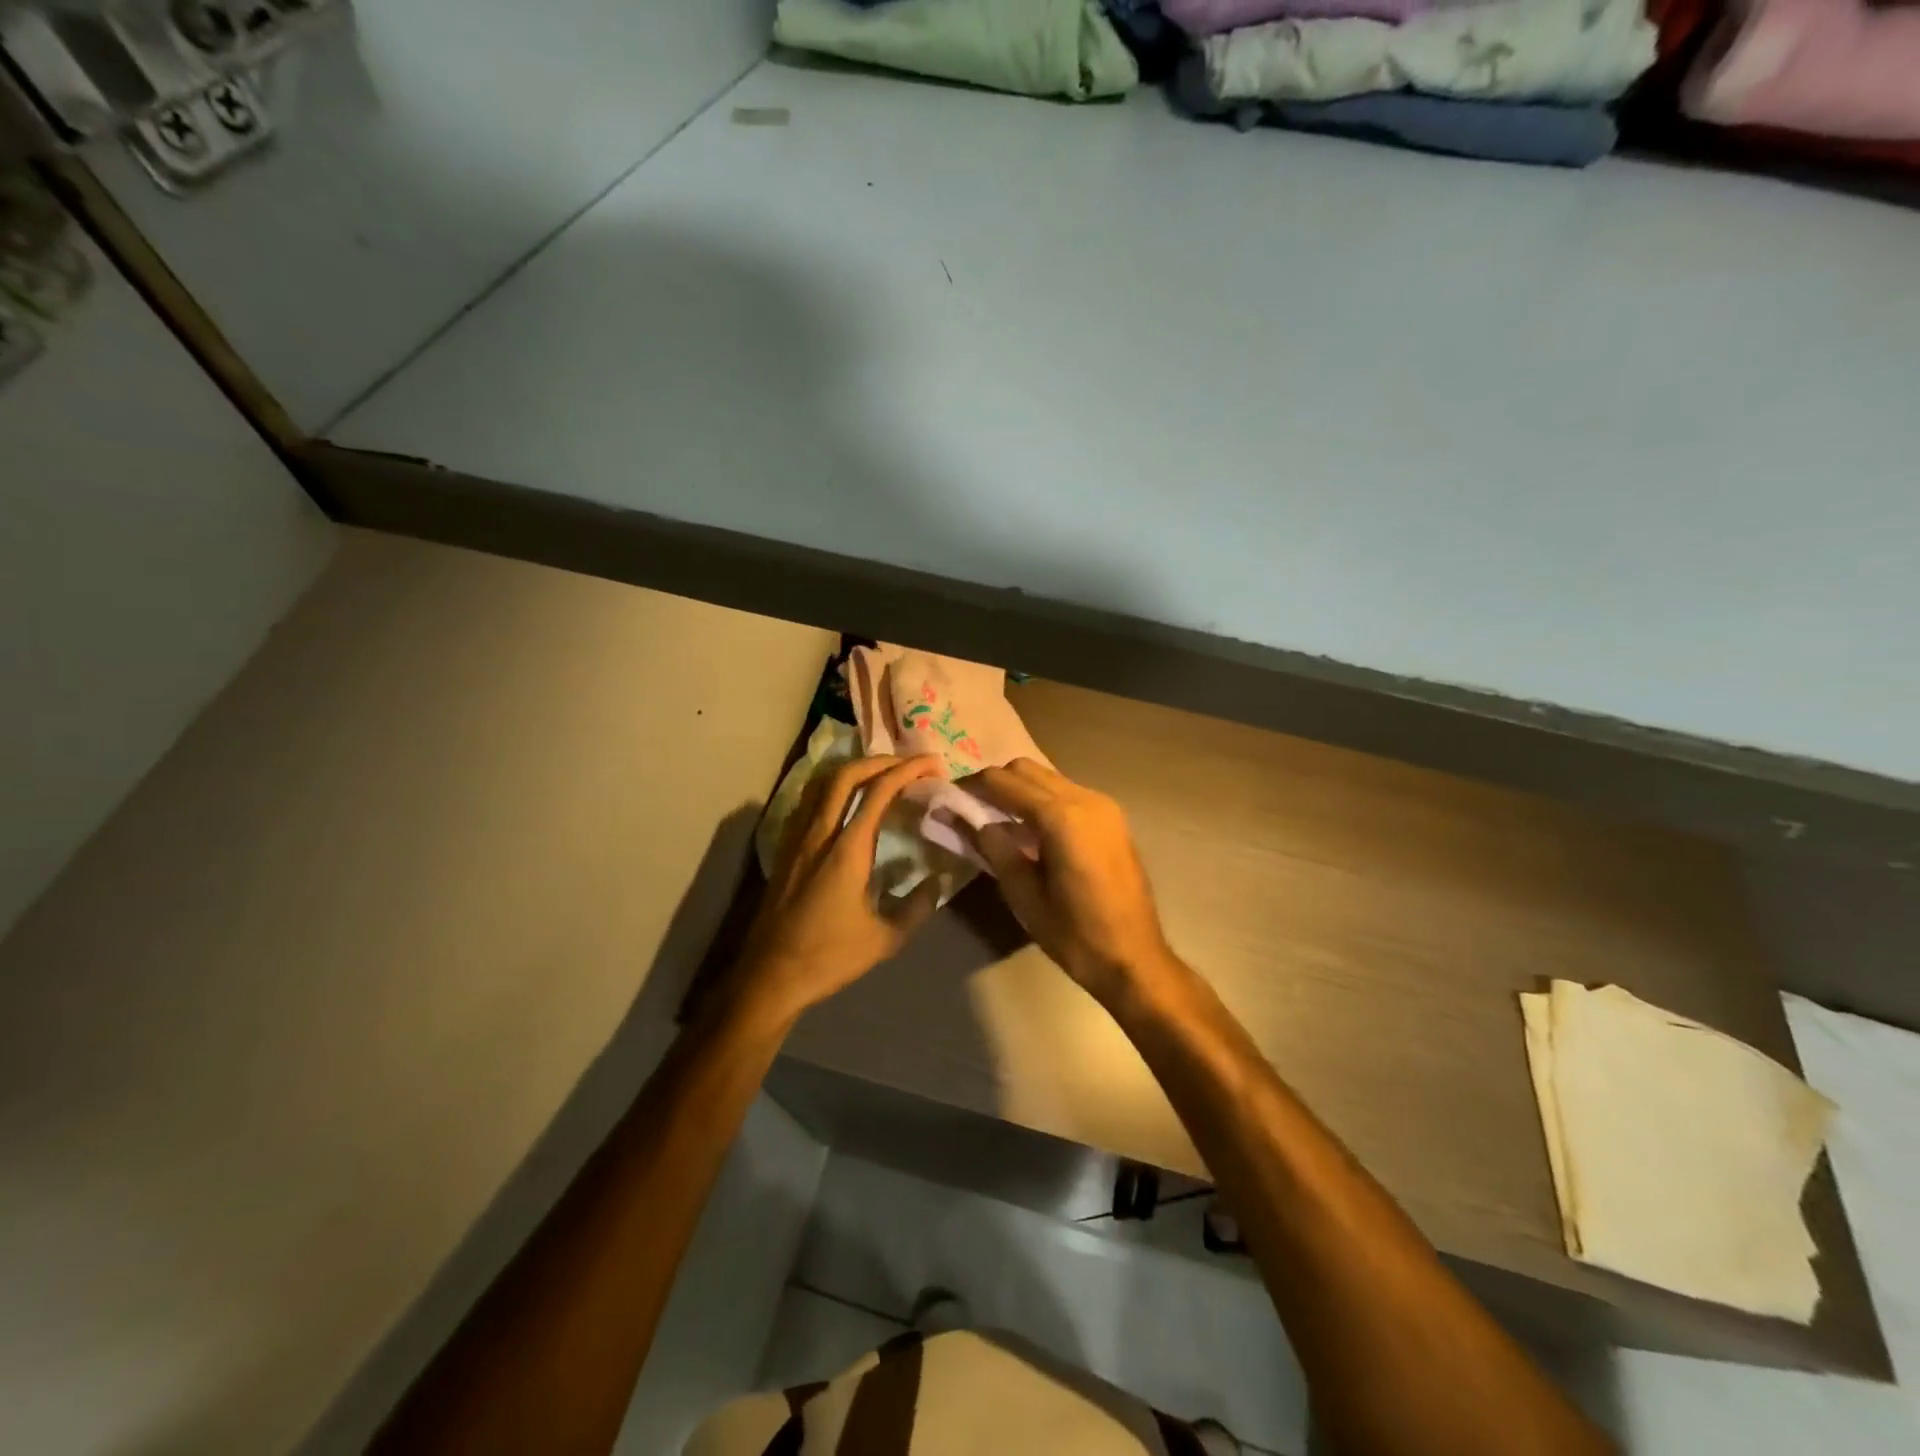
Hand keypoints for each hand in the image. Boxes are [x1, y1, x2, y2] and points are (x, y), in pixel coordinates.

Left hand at [728, 753, 945, 1027]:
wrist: (770, 976)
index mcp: (847, 850)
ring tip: (881, 775)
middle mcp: (820, 833)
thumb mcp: (885, 939)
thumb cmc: (829, 958)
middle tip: (909, 764)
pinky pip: (810, 801)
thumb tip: (937, 882)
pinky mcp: (786, 849)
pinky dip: (834, 788)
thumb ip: (917, 907)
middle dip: (881, 760)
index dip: (908, 770)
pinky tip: (847, 804)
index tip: (932, 765)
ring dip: (855, 770)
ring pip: (823, 783)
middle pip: (847, 774)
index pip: (879, 792)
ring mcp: (797, 839)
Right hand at [966, 759, 1179, 1002]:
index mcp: (1062, 818)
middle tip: (970, 807)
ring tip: (996, 818)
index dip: (972, 785)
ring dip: (1019, 788)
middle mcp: (1085, 799)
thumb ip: (994, 849)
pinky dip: (1042, 798)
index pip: (1004, 782)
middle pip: (1027, 769)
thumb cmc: (1076, 936)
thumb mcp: (1024, 897)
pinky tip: (1030, 828)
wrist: (1136, 958)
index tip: (949, 797)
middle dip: (995, 782)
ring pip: (1048, 777)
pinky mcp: (1112, 817)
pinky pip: (1067, 792)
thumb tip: (964, 818)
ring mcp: (1104, 806)